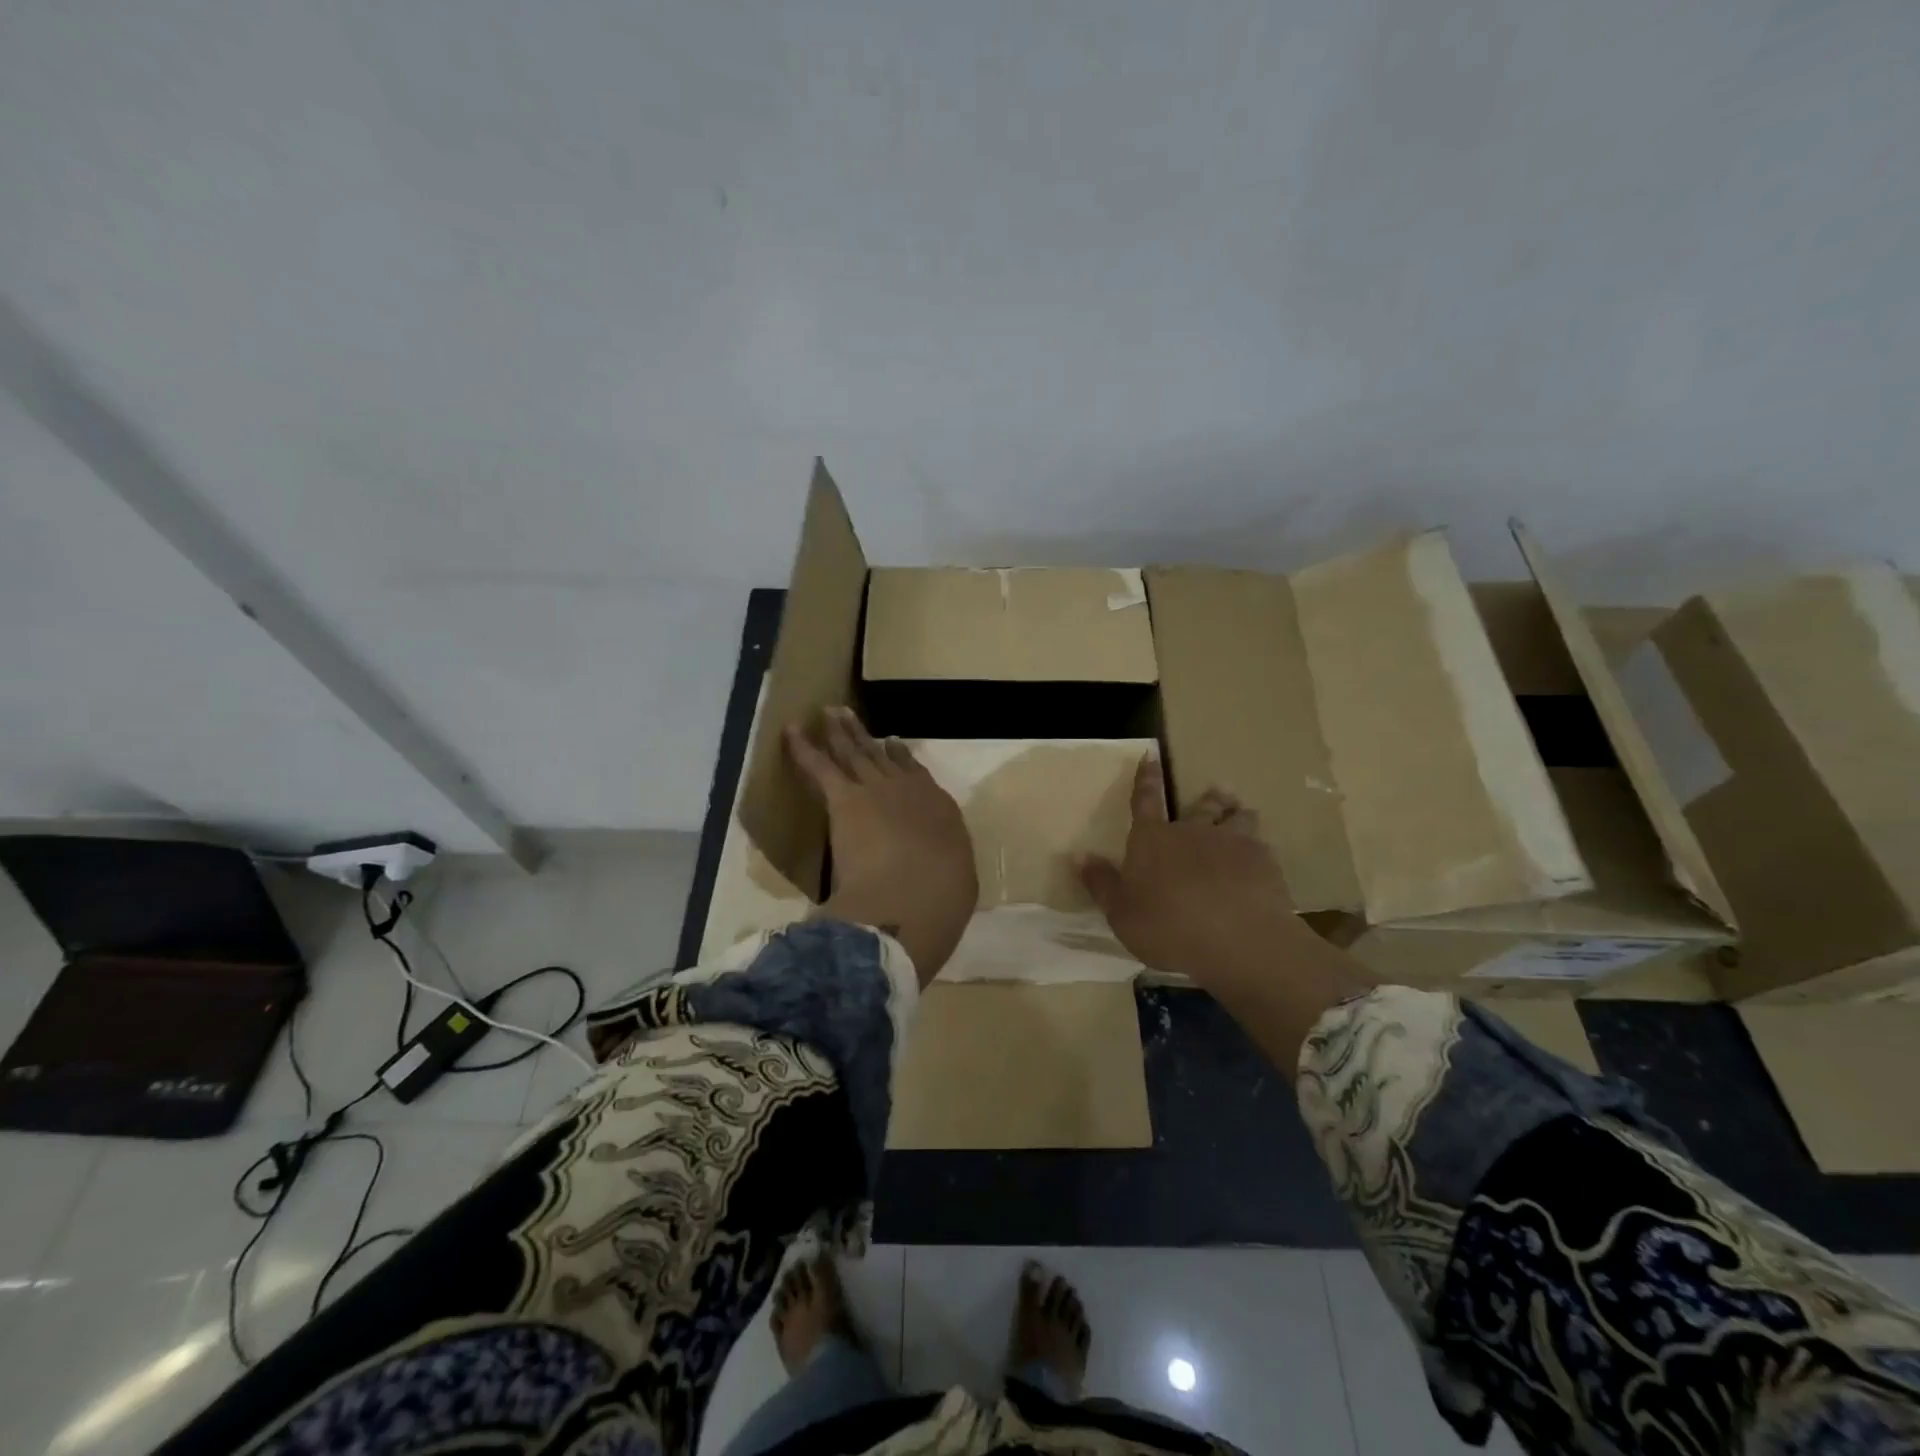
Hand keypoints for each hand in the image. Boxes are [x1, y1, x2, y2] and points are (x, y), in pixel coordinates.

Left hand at [785, 708, 976, 985]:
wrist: (913, 898)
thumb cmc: (942, 900)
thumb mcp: (957, 880)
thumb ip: (944, 863)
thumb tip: (938, 868)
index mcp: (940, 810)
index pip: (919, 777)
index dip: (903, 760)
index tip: (894, 745)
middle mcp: (909, 790)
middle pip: (883, 757)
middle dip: (866, 736)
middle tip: (850, 717)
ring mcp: (876, 790)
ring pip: (854, 752)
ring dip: (840, 731)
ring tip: (829, 713)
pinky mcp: (845, 799)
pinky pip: (820, 766)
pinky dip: (803, 748)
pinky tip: (791, 732)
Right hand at [1078, 757, 1304, 990]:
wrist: (1237, 939)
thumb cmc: (1167, 927)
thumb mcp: (1121, 913)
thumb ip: (1102, 883)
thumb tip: (1079, 856)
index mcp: (1152, 839)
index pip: (1145, 800)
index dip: (1146, 778)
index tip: (1151, 755)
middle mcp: (1192, 831)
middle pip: (1201, 805)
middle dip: (1206, 798)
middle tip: (1214, 792)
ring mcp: (1231, 842)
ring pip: (1237, 817)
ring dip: (1236, 814)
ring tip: (1241, 814)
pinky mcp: (1263, 861)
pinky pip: (1260, 844)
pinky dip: (1257, 848)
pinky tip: (1260, 861)